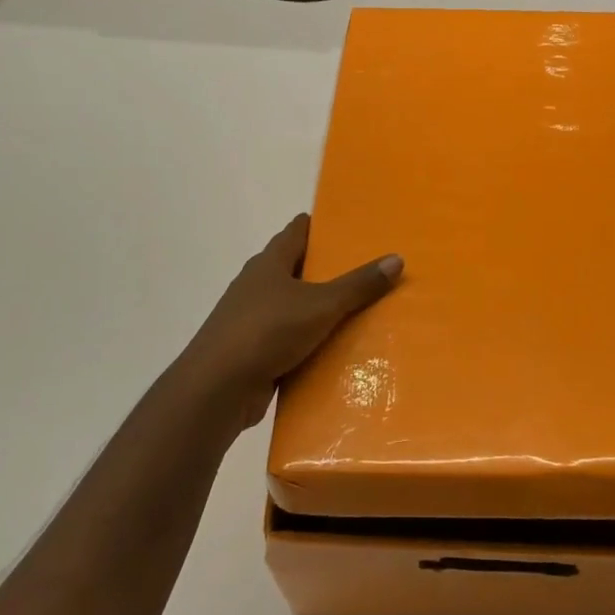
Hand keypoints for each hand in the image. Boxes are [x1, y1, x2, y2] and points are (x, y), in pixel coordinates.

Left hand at [178, 214, 401, 430]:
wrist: (217, 388)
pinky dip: (306, 341)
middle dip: (325, 268)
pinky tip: (331, 350)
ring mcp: (250, 319)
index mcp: (269, 263)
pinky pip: (286, 340)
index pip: (297, 231)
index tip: (350, 227)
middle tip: (364, 269)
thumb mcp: (321, 305)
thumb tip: (397, 258)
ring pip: (291, 306)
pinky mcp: (251, 352)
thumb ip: (358, 284)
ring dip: (316, 308)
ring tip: (356, 310)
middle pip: (294, 268)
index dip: (321, 226)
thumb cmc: (267, 331)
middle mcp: (257, 285)